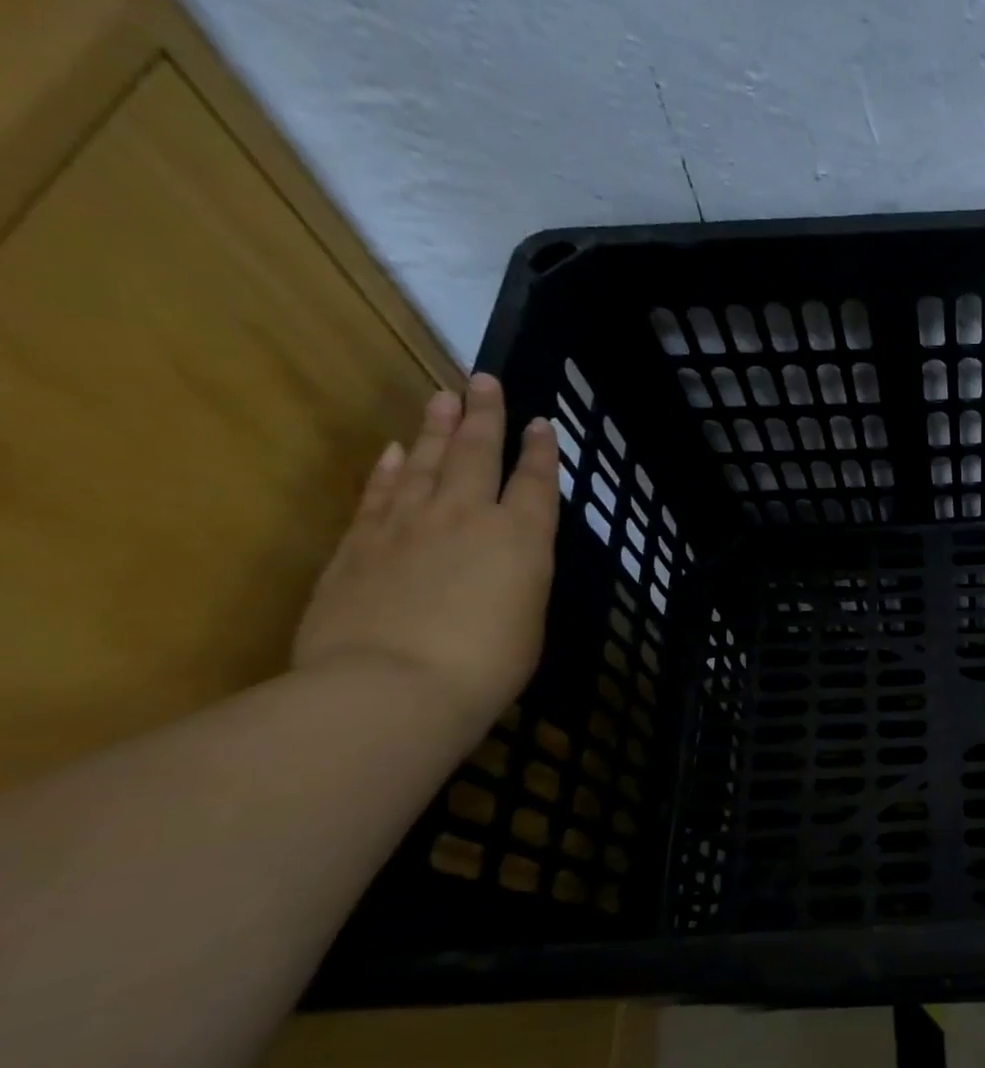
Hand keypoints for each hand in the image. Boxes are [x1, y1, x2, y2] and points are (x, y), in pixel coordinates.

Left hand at [294, 375, 559, 740]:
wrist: (391, 688)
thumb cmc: (485, 666)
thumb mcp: (529, 621)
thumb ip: (519, 579)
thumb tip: (505, 561)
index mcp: (522, 539)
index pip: (537, 482)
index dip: (541, 451)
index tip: (541, 422)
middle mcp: (469, 517)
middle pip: (479, 453)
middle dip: (486, 415)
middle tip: (485, 379)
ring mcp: (409, 524)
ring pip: (428, 462)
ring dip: (438, 427)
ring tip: (443, 395)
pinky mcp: (360, 543)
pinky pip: (380, 493)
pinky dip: (391, 469)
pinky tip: (396, 450)